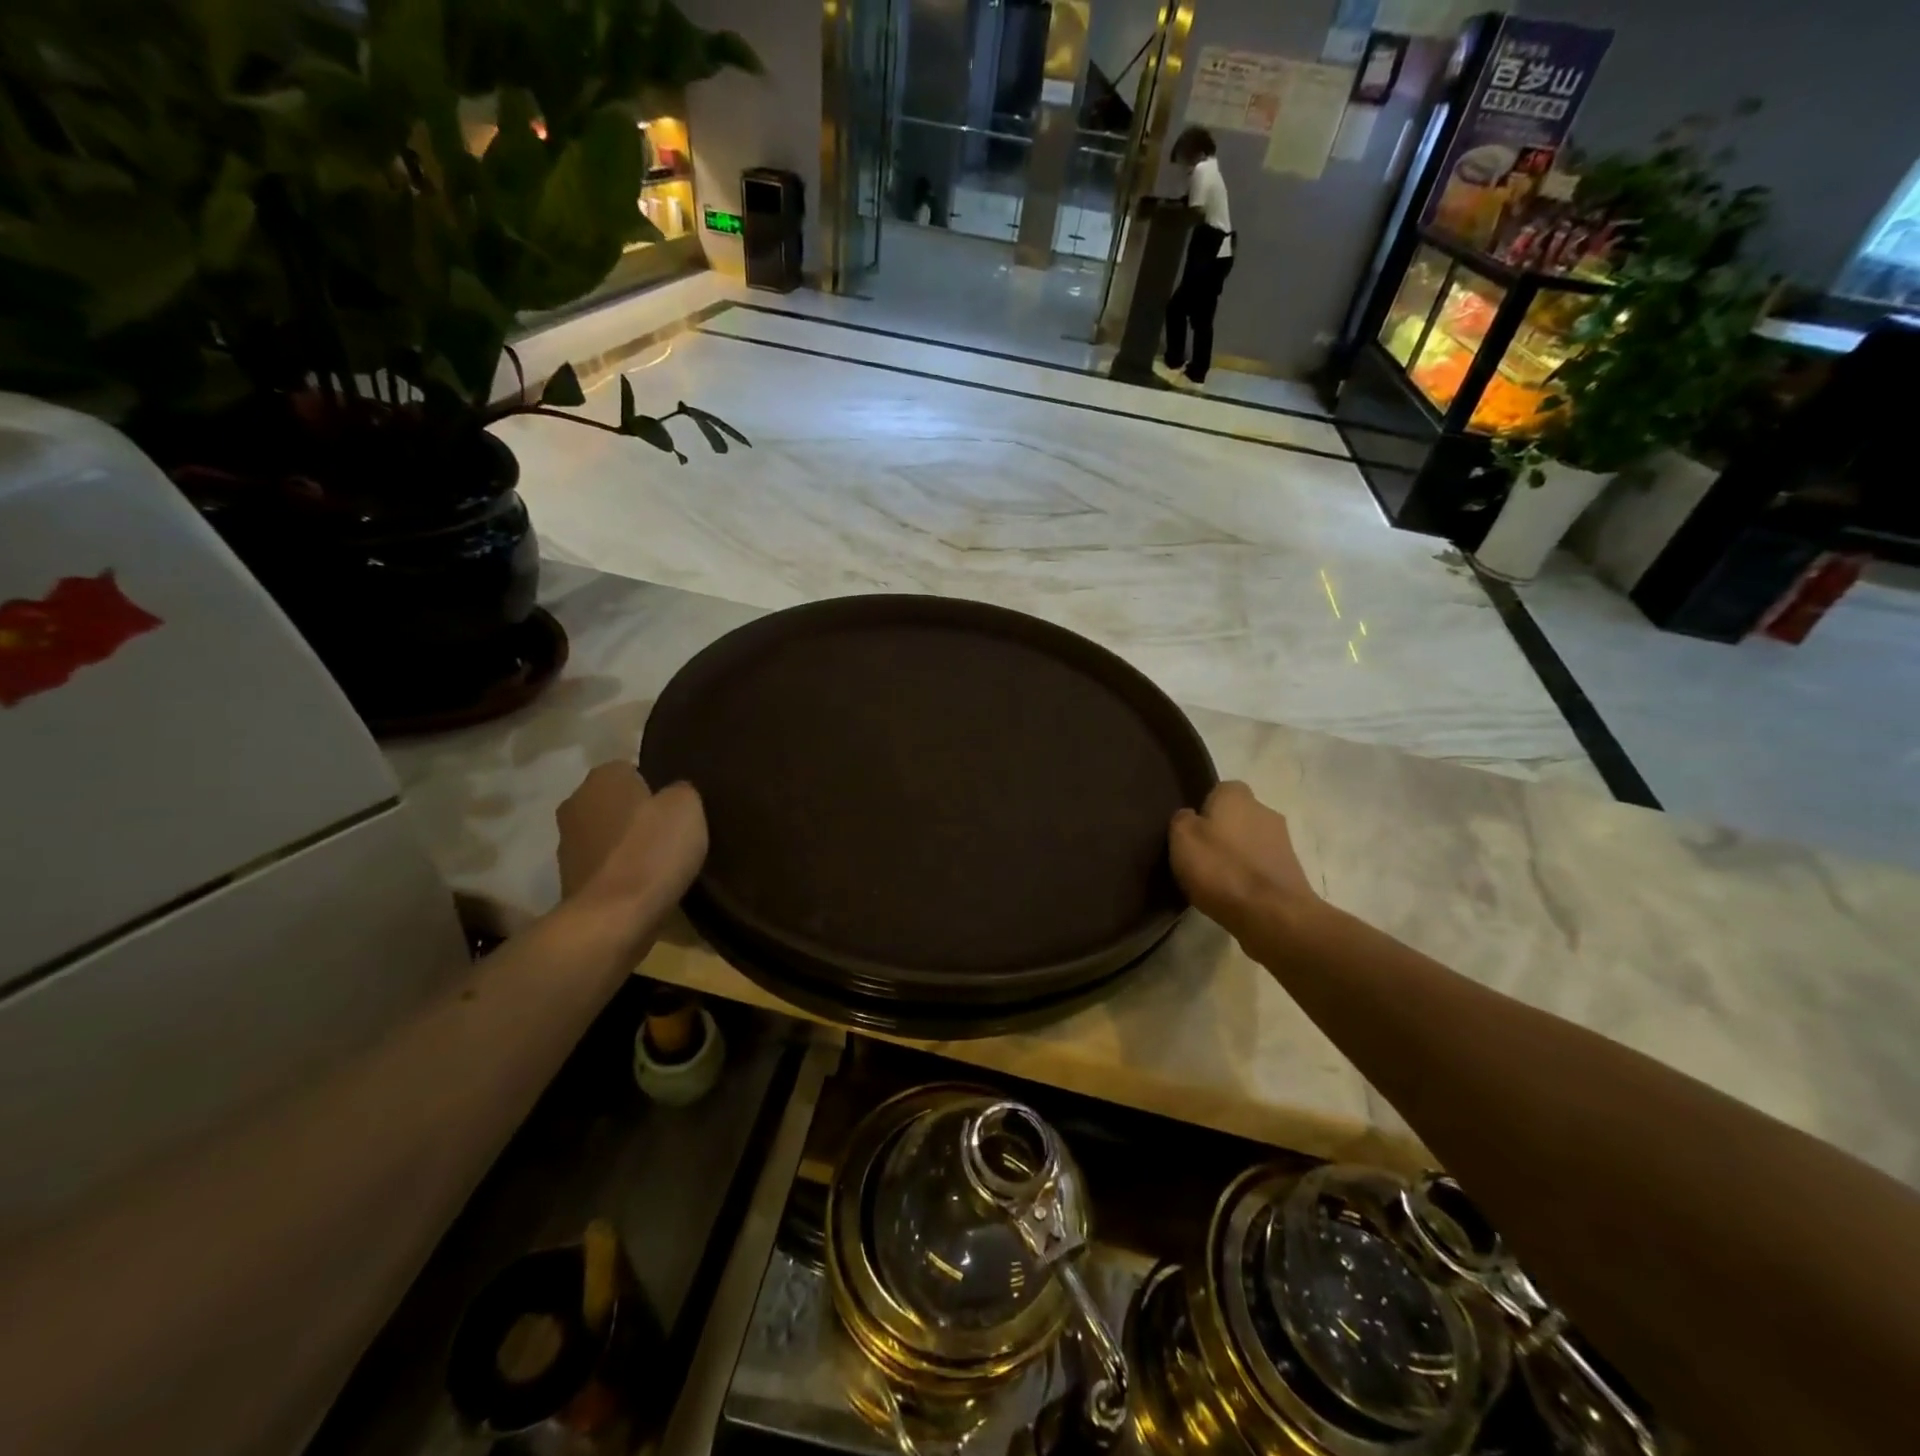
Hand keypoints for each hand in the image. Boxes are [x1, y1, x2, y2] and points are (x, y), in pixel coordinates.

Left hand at [556, 763, 707, 919]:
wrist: (613, 918)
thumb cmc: (652, 851)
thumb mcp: (687, 807)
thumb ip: (681, 791)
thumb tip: (672, 795)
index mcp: (602, 777)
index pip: (633, 769)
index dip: (658, 786)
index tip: (678, 808)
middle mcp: (575, 803)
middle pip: (616, 802)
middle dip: (639, 814)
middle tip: (672, 833)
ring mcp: (567, 845)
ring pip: (608, 834)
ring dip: (627, 845)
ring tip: (661, 863)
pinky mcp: (569, 881)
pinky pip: (604, 866)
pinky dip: (621, 872)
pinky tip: (644, 885)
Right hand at [1169, 781, 1316, 934]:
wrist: (1272, 915)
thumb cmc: (1221, 869)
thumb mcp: (1182, 839)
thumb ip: (1182, 820)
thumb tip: (1190, 817)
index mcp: (1237, 795)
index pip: (1219, 790)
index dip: (1204, 809)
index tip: (1191, 832)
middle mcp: (1265, 810)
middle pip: (1237, 816)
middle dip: (1222, 832)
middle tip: (1200, 856)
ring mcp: (1283, 842)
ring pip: (1251, 842)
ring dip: (1237, 855)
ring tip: (1216, 880)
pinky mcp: (1291, 871)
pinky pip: (1261, 866)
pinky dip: (1249, 876)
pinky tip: (1234, 894)